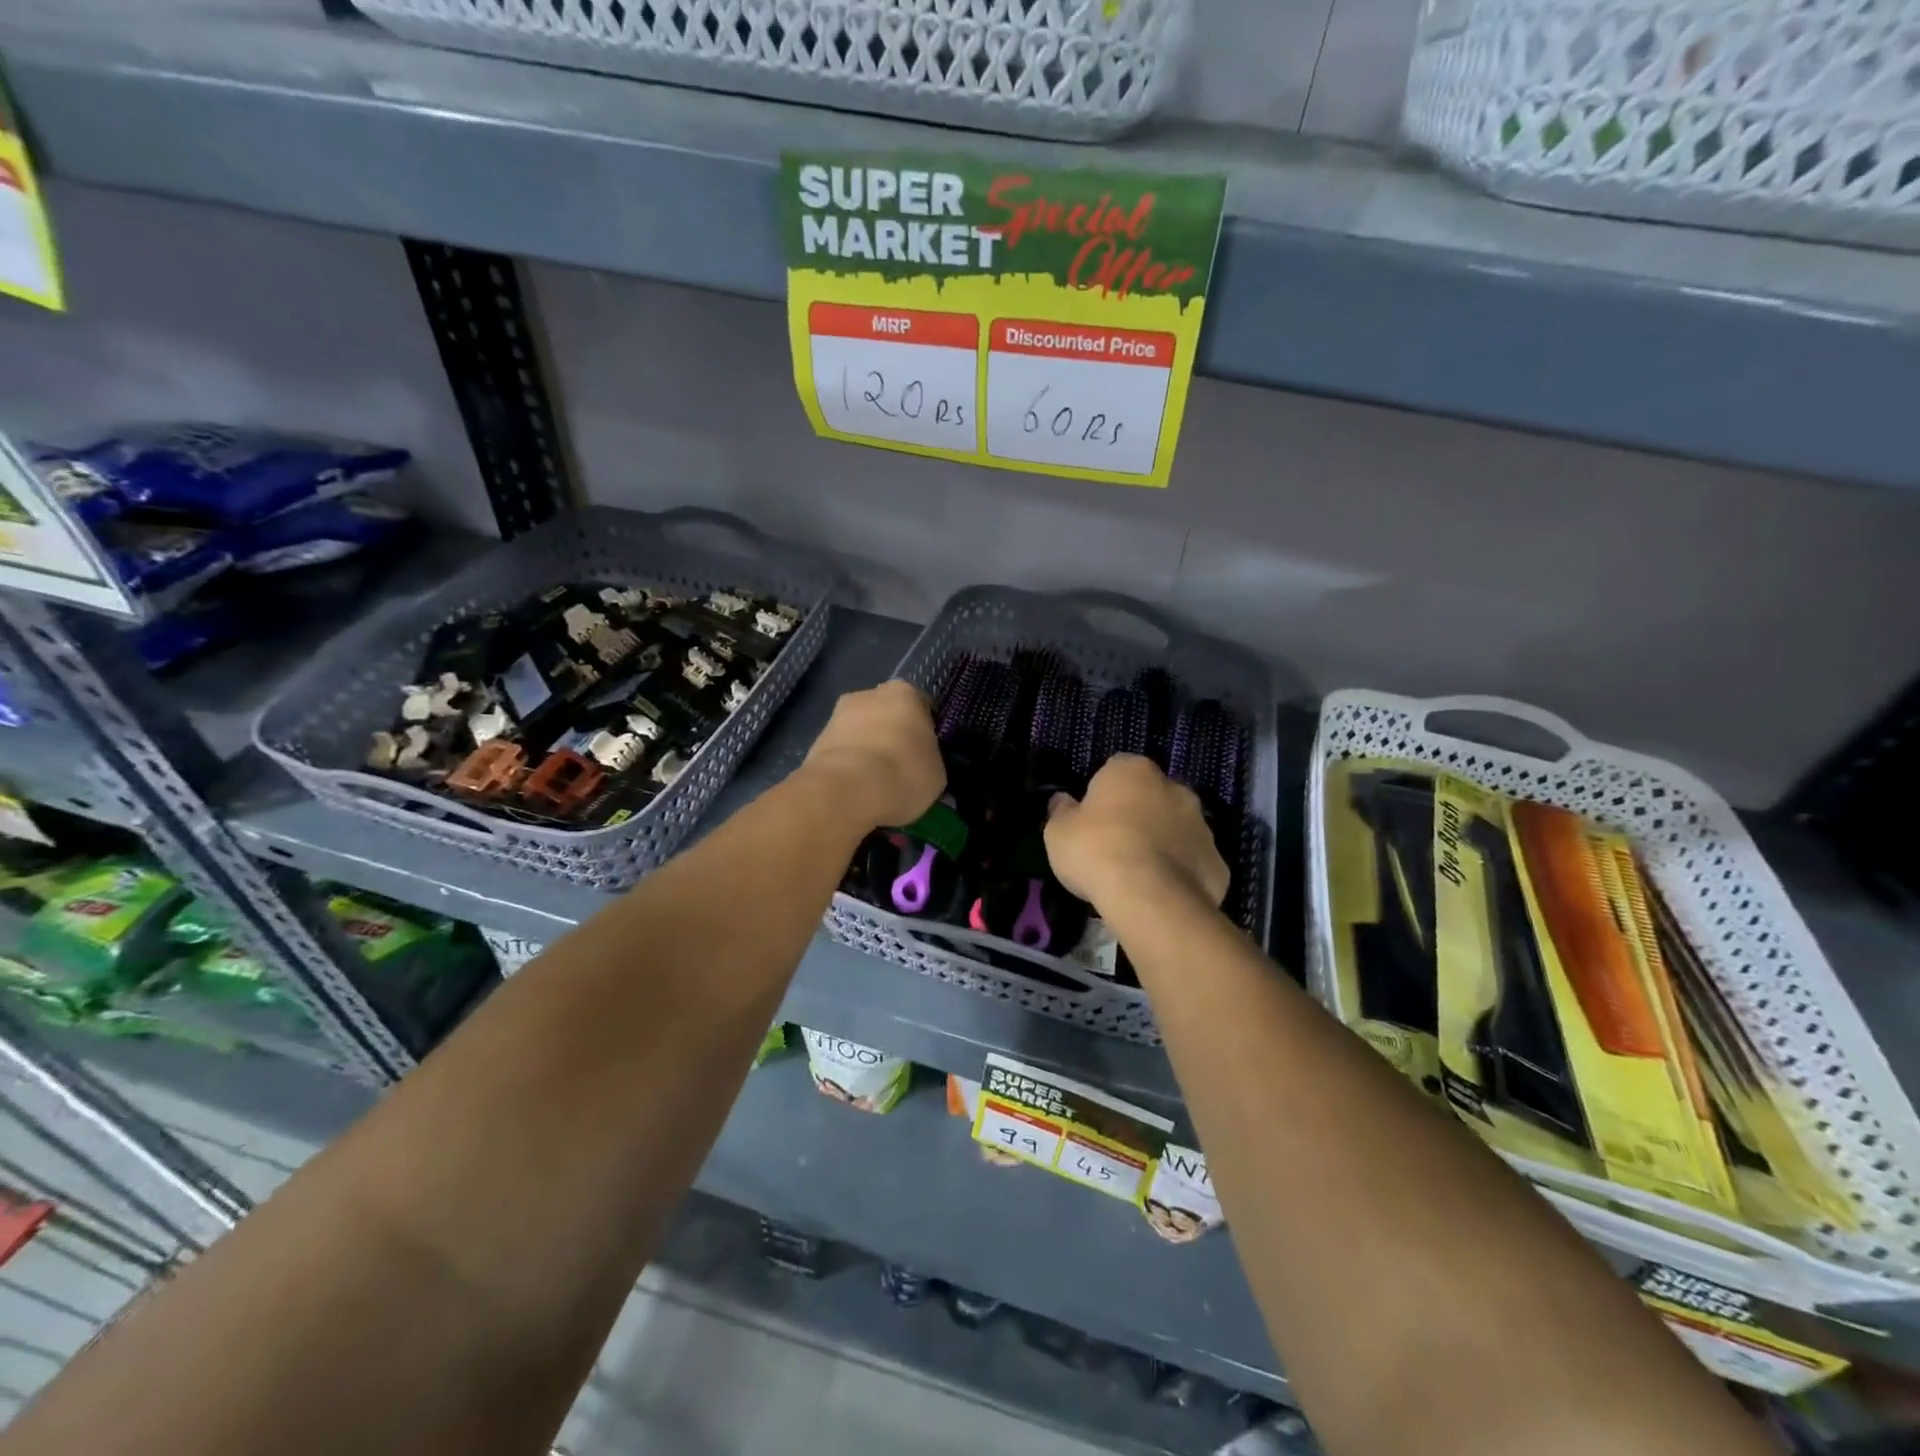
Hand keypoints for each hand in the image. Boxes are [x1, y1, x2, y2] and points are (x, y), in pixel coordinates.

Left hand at [801, 680, 944, 831]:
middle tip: (901, 769)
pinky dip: (848, 766)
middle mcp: (868, 694)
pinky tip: (855, 789)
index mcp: (906, 693)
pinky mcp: (815, 740)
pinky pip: (842, 752)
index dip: (926, 733)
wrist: (845, 790)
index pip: (923, 708)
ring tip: (876, 785)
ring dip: (868, 750)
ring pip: (861, 732)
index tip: (926, 756)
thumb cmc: (903, 773)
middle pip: (887, 715)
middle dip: (893, 736)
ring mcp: (837, 715)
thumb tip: (922, 766)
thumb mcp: (937, 774)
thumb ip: (930, 760)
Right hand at [1045, 755, 1228, 914]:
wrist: (1149, 898)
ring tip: (1138, 875)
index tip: (1091, 818)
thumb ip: (1061, 812)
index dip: (1102, 793)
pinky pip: (1193, 863)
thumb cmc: (1097, 851)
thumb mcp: (1058, 832)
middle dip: (1137, 814)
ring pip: (1176, 828)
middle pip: (1151, 796)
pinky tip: (1161, 894)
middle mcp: (1174, 788)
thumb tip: (1062, 801)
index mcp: (1134, 771)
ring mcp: (1202, 825)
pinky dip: (1180, 873)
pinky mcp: (1217, 862)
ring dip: (1161, 842)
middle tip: (1115, 845)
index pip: (1116, 769)